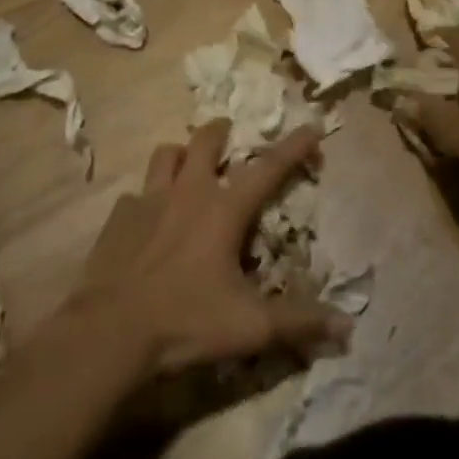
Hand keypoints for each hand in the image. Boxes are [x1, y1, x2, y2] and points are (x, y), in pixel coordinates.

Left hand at [71, 121, 351, 376]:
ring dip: (180, 154)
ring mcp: (149, 199)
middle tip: (228, 134)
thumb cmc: (186, 322)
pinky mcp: (118, 217)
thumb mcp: (250, 327)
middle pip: (206, 140)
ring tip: (185, 166)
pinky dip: (145, 199)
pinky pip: (135, 194)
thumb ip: (299, 323)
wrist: (110, 332)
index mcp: (225, 209)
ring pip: (166, 154)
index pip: (269, 168)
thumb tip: (348, 328)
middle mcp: (188, 192)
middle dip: (221, 132)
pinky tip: (145, 220)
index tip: (311, 126)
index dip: (294, 146)